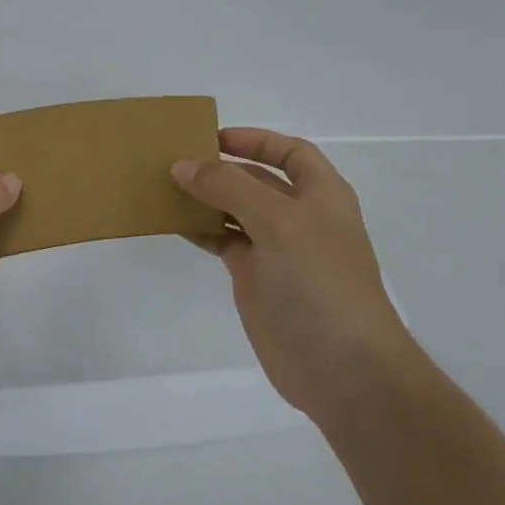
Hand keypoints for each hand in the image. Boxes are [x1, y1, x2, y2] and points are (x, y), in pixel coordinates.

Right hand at [172, 128, 414, 422]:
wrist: (341, 366)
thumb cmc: (320, 282)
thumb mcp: (278, 221)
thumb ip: (229, 188)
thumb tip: (182, 166)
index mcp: (321, 196)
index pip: (290, 153)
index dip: (255, 140)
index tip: (211, 137)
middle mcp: (299, 218)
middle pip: (256, 180)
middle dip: (220, 168)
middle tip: (173, 160)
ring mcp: (276, 250)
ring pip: (234, 211)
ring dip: (204, 198)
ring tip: (163, 187)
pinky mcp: (254, 278)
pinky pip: (222, 241)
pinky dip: (199, 229)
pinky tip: (172, 222)